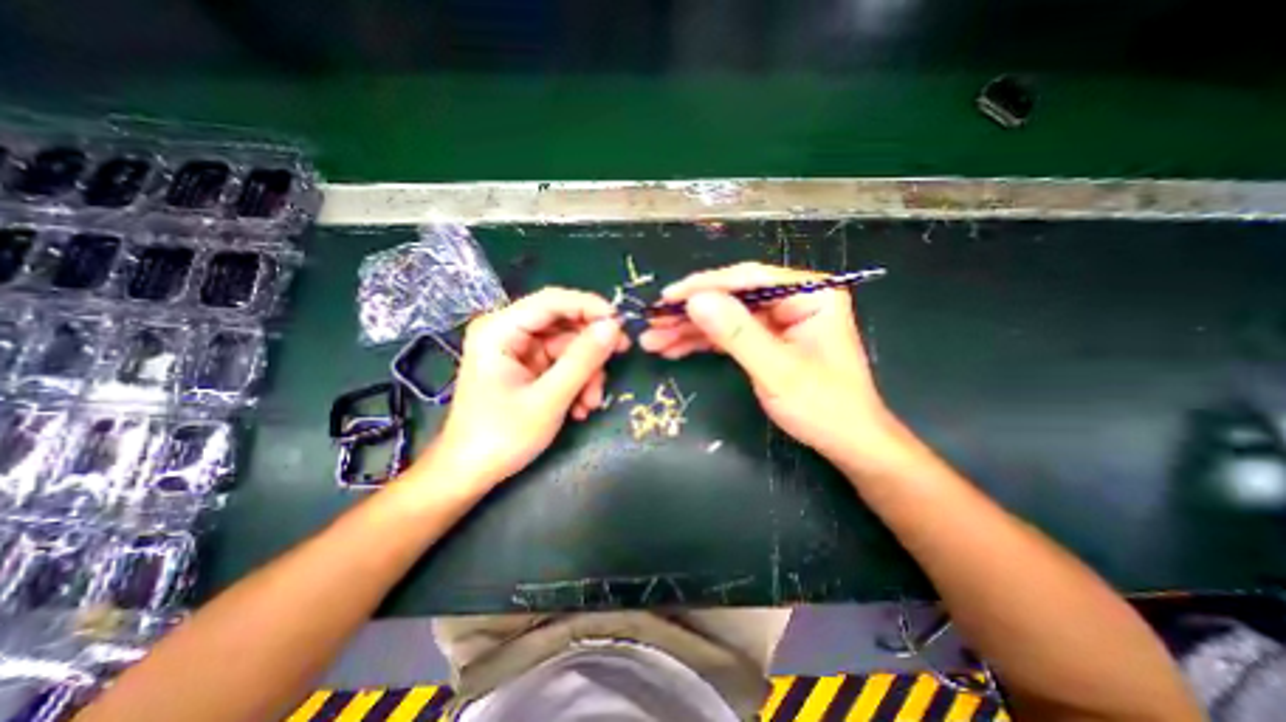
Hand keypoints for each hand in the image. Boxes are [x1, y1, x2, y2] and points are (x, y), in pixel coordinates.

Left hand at [416, 286, 629, 489]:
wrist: (471, 473)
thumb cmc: (502, 437)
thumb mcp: (549, 399)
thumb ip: (583, 360)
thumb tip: (614, 326)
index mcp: (500, 329)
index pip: (552, 300)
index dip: (590, 307)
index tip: (621, 324)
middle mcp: (508, 332)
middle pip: (563, 324)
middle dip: (590, 350)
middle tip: (618, 361)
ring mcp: (518, 350)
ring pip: (568, 347)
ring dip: (586, 374)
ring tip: (590, 404)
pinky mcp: (527, 367)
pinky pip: (562, 364)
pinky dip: (576, 383)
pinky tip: (579, 408)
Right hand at [638, 262, 895, 461]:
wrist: (846, 443)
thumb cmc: (824, 408)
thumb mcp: (778, 371)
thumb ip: (737, 333)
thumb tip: (695, 300)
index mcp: (811, 294)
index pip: (750, 279)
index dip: (705, 287)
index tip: (668, 298)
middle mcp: (794, 299)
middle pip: (733, 297)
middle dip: (691, 312)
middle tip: (653, 323)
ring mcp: (779, 319)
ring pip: (726, 316)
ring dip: (689, 329)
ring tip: (654, 341)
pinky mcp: (767, 338)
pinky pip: (729, 334)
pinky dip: (702, 342)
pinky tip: (674, 349)